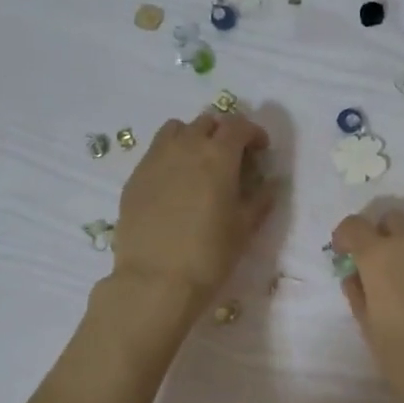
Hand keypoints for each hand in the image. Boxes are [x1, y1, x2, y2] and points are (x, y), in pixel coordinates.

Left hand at [111, 112, 273, 313]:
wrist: (155, 280)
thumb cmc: (209, 254)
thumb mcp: (244, 228)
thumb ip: (260, 199)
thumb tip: (269, 184)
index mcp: (218, 155)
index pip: (238, 125)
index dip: (253, 133)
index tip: (260, 150)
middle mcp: (185, 146)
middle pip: (206, 122)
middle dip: (223, 133)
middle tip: (232, 157)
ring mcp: (155, 159)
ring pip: (176, 129)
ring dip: (193, 137)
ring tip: (199, 163)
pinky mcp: (134, 177)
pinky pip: (155, 152)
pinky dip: (170, 156)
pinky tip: (174, 184)